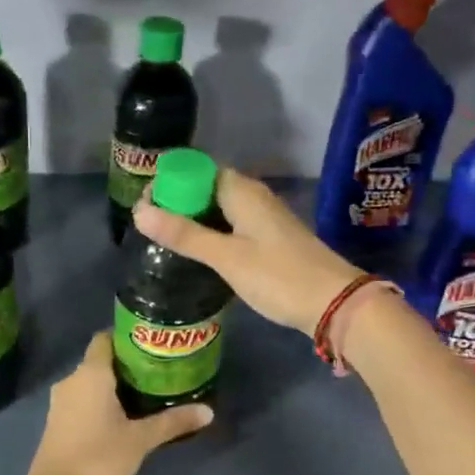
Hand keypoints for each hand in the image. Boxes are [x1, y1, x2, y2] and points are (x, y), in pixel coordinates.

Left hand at [20, 333, 211, 474]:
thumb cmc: (99, 459)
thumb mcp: (141, 440)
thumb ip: (173, 422)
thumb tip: (208, 411)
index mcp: (90, 374)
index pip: (106, 338)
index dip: (128, 337)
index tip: (153, 345)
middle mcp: (72, 381)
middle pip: (101, 361)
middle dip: (128, 366)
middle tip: (160, 372)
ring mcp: (61, 403)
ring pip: (91, 384)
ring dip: (115, 387)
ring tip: (148, 395)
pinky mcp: (58, 423)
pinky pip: (83, 401)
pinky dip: (102, 404)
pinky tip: (124, 419)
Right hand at [132, 167, 362, 334]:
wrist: (334, 303)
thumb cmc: (278, 276)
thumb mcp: (226, 257)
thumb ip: (184, 235)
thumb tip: (139, 212)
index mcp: (242, 191)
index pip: (196, 171)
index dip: (168, 183)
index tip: (144, 207)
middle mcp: (254, 197)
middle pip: (206, 189)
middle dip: (177, 203)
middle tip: (149, 228)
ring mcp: (264, 219)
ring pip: (219, 210)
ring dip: (193, 221)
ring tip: (164, 241)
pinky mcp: (270, 240)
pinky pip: (232, 226)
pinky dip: (211, 234)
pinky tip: (198, 254)